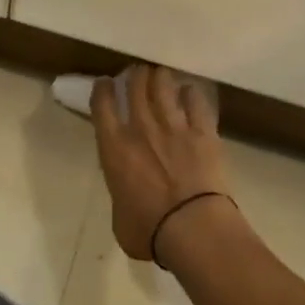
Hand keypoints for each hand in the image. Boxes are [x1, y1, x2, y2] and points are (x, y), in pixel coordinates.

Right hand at [92, 66, 230, 262]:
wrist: (193, 228)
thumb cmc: (149, 231)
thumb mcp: (119, 217)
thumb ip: (120, 195)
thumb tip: (127, 195)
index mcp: (114, 148)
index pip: (102, 105)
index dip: (102, 89)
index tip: (105, 83)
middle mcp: (141, 128)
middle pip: (134, 86)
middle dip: (134, 75)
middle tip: (136, 74)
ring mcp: (174, 126)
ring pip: (163, 86)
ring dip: (159, 78)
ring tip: (160, 75)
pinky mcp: (202, 131)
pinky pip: (195, 101)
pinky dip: (191, 93)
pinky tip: (190, 92)